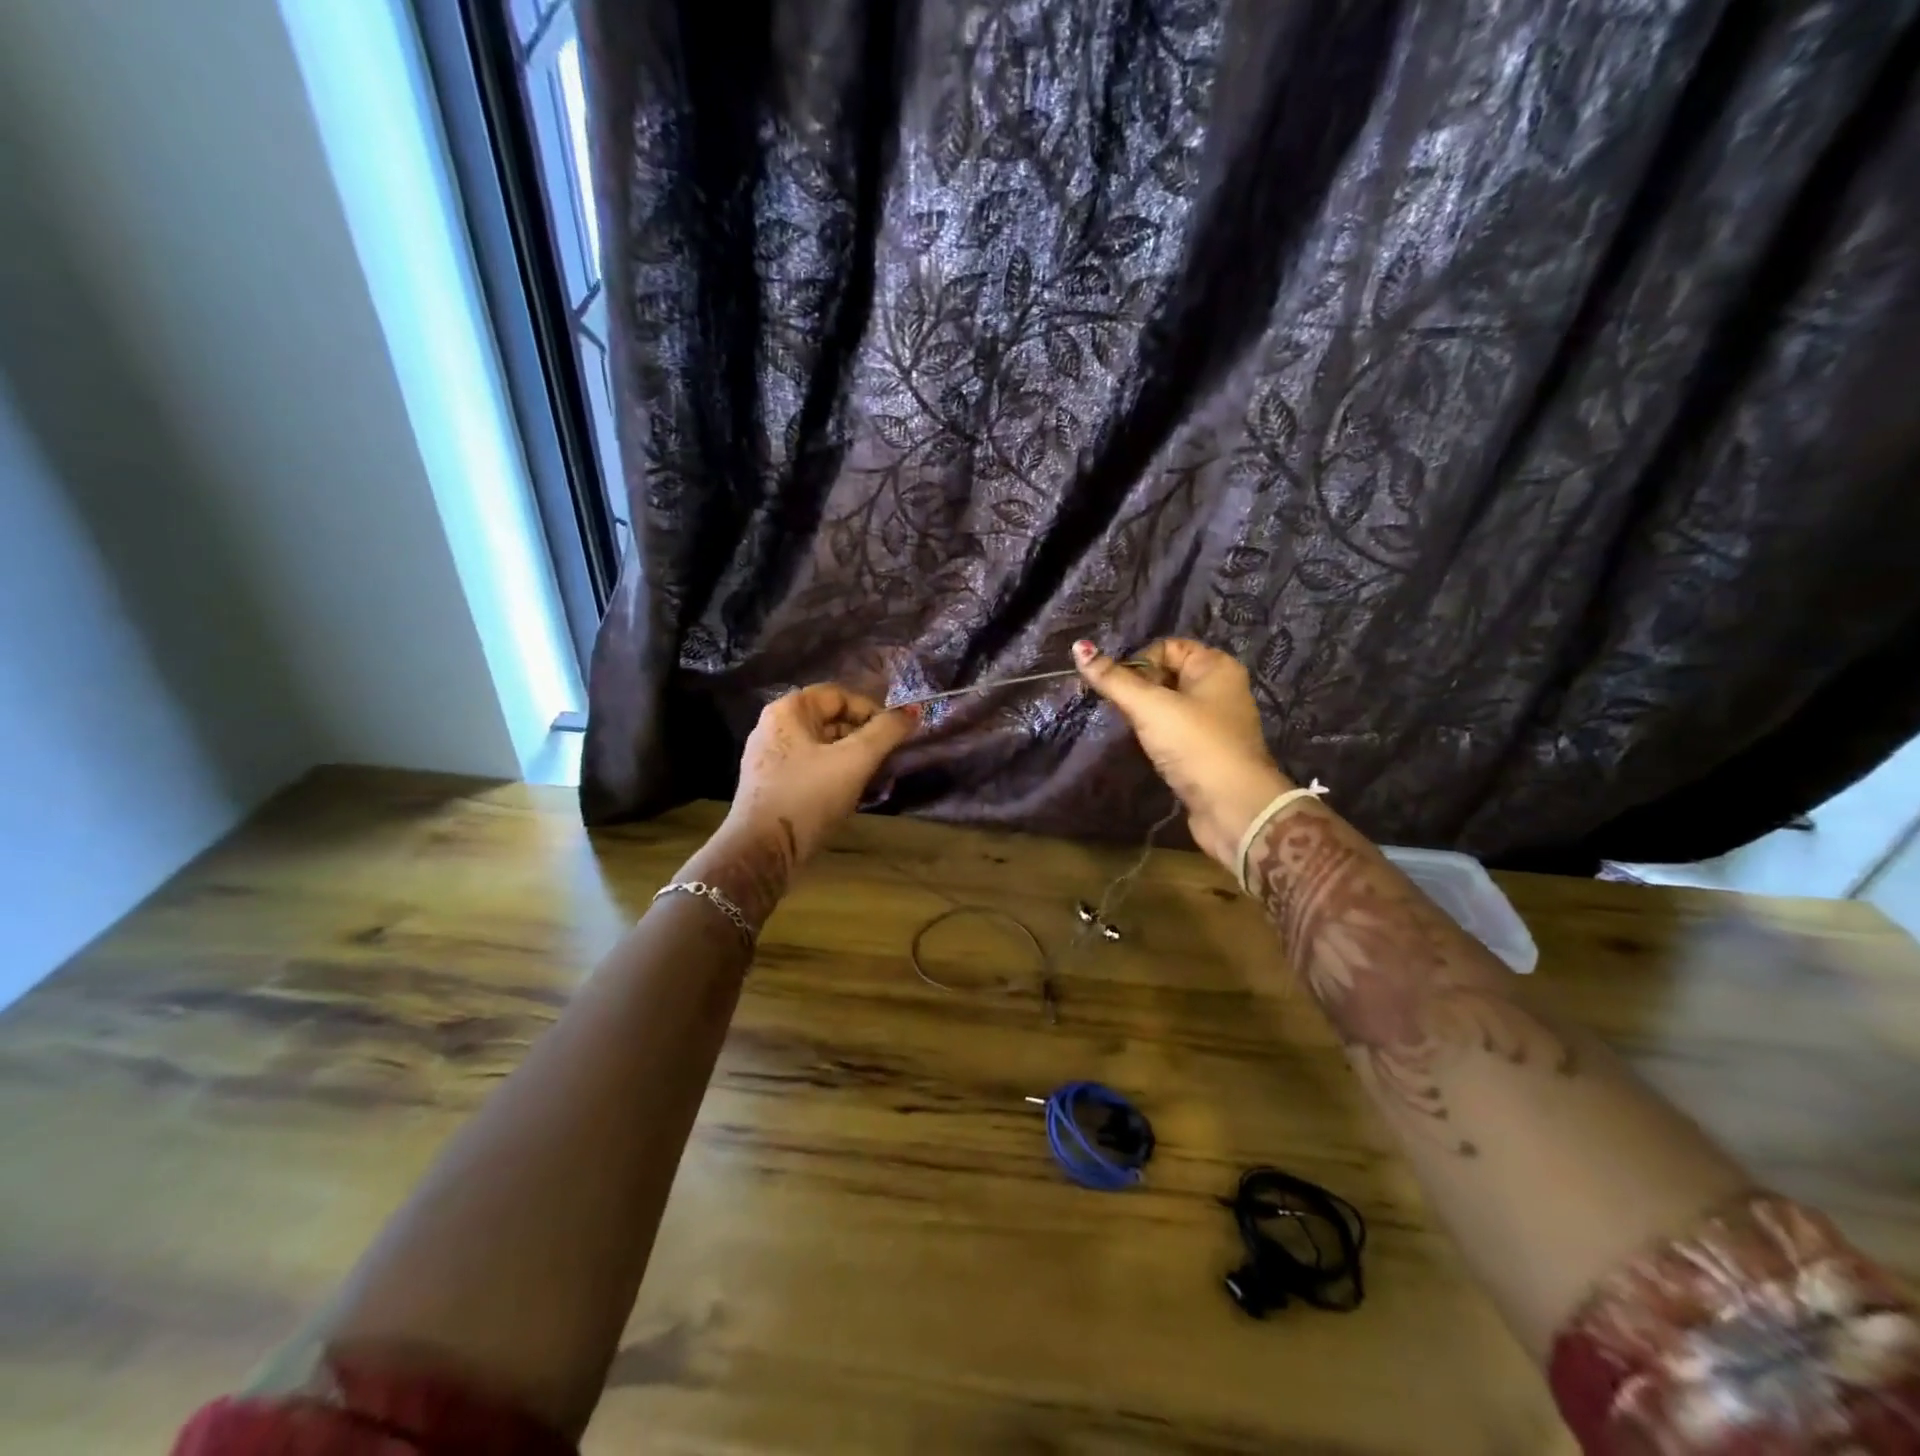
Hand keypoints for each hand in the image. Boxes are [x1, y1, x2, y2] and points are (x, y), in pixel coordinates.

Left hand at [729, 684, 918, 858]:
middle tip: (888, 758)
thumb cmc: (808, 797)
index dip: (872, 710)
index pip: (840, 695)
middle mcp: (774, 727)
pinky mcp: (773, 786)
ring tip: (874, 778)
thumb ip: (886, 732)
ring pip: (824, 747)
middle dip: (864, 736)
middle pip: (831, 720)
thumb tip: (913, 712)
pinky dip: (836, 774)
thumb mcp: (855, 761)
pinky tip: (852, 794)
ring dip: (853, 758)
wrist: (761, 853)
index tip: (894, 735)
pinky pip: (813, 768)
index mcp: (788, 711)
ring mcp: (771, 758)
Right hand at [1072, 639, 1291, 866]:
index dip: (1139, 662)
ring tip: (1128, 729)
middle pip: (1167, 675)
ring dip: (1145, 715)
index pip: (1167, 647)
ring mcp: (1215, 723)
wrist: (1233, 807)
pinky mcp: (1207, 751)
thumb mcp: (1150, 707)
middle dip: (1138, 689)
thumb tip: (1079, 647)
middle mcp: (1220, 689)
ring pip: (1169, 706)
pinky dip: (1157, 736)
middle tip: (1119, 710)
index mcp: (1215, 666)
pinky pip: (1175, 732)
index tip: (1117, 687)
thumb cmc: (1195, 744)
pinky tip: (1145, 748)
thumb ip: (1114, 680)